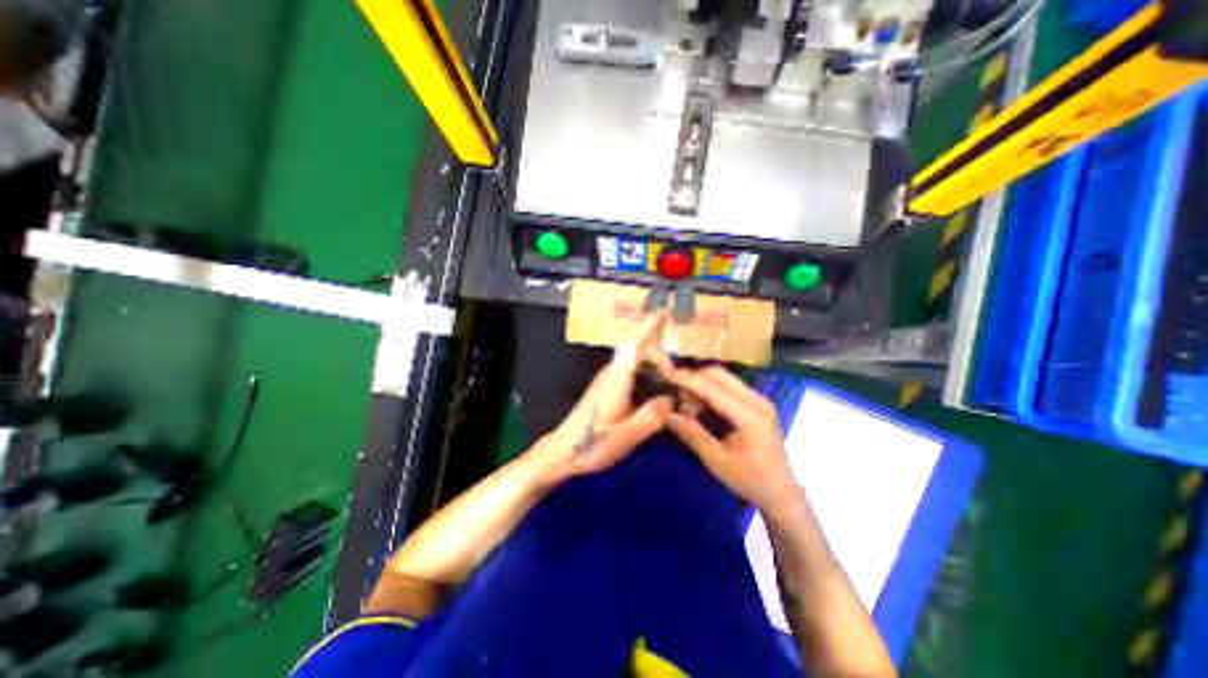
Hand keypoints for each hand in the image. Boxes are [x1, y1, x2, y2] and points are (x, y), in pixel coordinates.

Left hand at [529, 316, 676, 480]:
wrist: (564, 450)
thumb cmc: (592, 443)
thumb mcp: (627, 436)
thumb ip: (652, 416)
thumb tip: (670, 399)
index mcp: (616, 378)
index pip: (632, 342)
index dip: (648, 325)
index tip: (664, 313)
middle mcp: (612, 372)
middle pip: (639, 349)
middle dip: (661, 355)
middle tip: (677, 377)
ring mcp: (609, 378)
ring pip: (636, 359)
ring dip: (655, 364)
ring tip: (672, 382)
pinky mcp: (608, 387)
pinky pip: (633, 370)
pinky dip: (648, 372)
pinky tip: (657, 389)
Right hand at [660, 367, 800, 509]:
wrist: (781, 493)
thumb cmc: (750, 481)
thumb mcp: (717, 462)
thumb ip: (693, 434)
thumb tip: (668, 414)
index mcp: (750, 415)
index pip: (713, 387)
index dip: (688, 379)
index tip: (665, 374)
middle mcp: (757, 400)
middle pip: (719, 375)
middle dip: (693, 379)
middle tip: (675, 395)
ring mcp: (758, 400)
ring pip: (723, 379)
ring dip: (701, 386)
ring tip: (686, 406)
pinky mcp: (755, 404)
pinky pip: (728, 387)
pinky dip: (710, 392)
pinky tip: (699, 408)